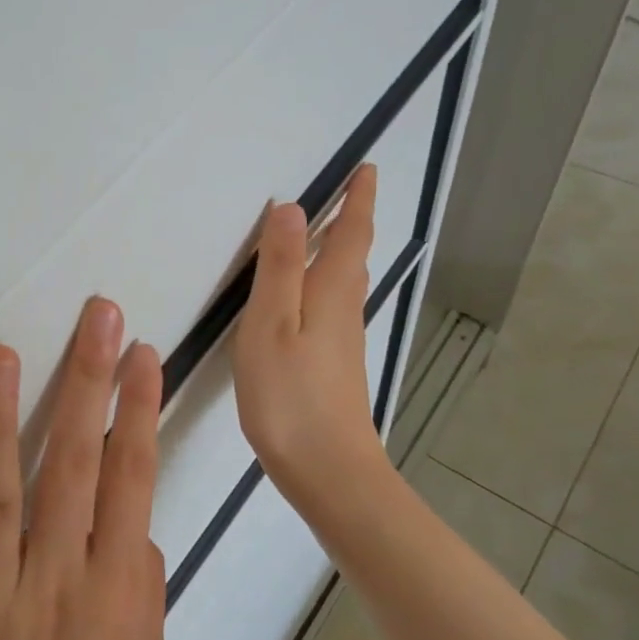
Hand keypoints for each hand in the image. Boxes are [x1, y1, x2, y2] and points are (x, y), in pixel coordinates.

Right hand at [231, 166, 388, 514]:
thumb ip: (279, 266)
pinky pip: (333, 306)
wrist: (328, 470)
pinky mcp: (335, 366)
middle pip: (353, 255)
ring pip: (345, 282)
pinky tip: (305, 298)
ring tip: (321, 234)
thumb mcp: (271, 323)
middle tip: (345, 193)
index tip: (367, 169)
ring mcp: (343, 341)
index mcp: (331, 292)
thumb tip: (292, 207)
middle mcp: (344, 310)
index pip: (351, 233)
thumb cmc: (290, 394)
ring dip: (338, 251)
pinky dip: (324, 283)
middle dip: (352, 221)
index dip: (359, 200)